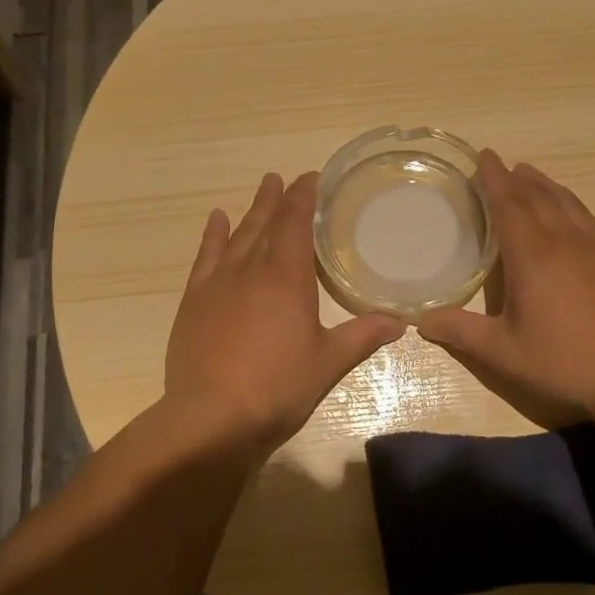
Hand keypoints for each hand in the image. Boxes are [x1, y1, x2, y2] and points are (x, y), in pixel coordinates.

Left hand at [165, 171, 405, 450]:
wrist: (210, 416)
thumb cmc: (277, 387)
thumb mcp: (328, 363)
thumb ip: (362, 336)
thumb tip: (400, 322)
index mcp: (287, 277)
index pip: (295, 223)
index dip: (303, 197)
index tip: (311, 178)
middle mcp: (250, 269)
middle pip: (265, 223)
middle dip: (277, 198)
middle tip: (284, 177)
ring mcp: (218, 283)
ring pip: (236, 236)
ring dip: (251, 211)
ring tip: (261, 189)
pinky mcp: (194, 301)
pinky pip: (205, 257)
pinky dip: (212, 236)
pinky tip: (216, 220)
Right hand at [417, 150, 594, 425]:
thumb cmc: (564, 361)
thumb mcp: (504, 352)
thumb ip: (461, 333)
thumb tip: (421, 320)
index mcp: (532, 256)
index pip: (509, 204)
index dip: (494, 179)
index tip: (484, 156)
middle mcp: (564, 241)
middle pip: (538, 197)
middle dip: (516, 178)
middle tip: (500, 164)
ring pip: (566, 202)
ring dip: (545, 185)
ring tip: (530, 175)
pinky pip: (588, 217)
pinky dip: (570, 202)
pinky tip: (570, 209)